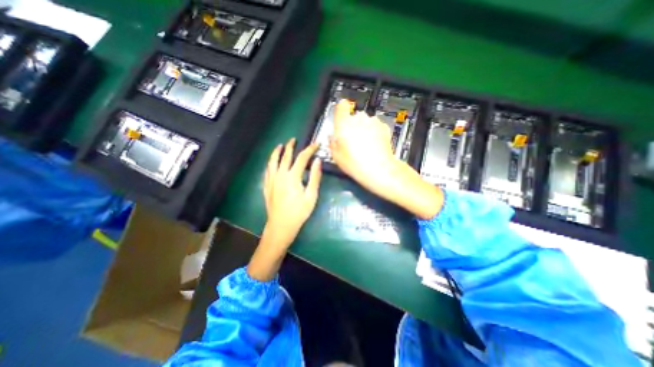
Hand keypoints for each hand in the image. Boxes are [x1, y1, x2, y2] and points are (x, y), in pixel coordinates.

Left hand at [249, 139, 322, 280]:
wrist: (281, 226)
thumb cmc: (299, 212)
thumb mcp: (311, 195)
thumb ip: (314, 177)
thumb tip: (317, 161)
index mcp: (292, 176)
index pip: (302, 158)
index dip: (310, 149)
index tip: (316, 144)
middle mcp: (280, 175)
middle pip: (285, 156)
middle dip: (291, 146)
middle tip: (294, 139)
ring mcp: (271, 180)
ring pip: (273, 161)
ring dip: (277, 152)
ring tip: (280, 146)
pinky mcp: (266, 186)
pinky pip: (267, 170)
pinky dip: (270, 163)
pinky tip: (271, 162)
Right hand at [333, 99, 404, 196]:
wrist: (379, 169)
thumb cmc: (354, 163)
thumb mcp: (336, 156)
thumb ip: (332, 142)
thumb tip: (332, 137)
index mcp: (344, 124)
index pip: (342, 105)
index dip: (341, 110)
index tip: (342, 116)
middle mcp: (359, 118)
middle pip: (354, 116)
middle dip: (353, 125)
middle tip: (352, 141)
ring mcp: (373, 122)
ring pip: (366, 122)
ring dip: (364, 129)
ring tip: (364, 145)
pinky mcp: (384, 127)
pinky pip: (376, 127)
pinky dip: (374, 133)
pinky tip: (374, 146)